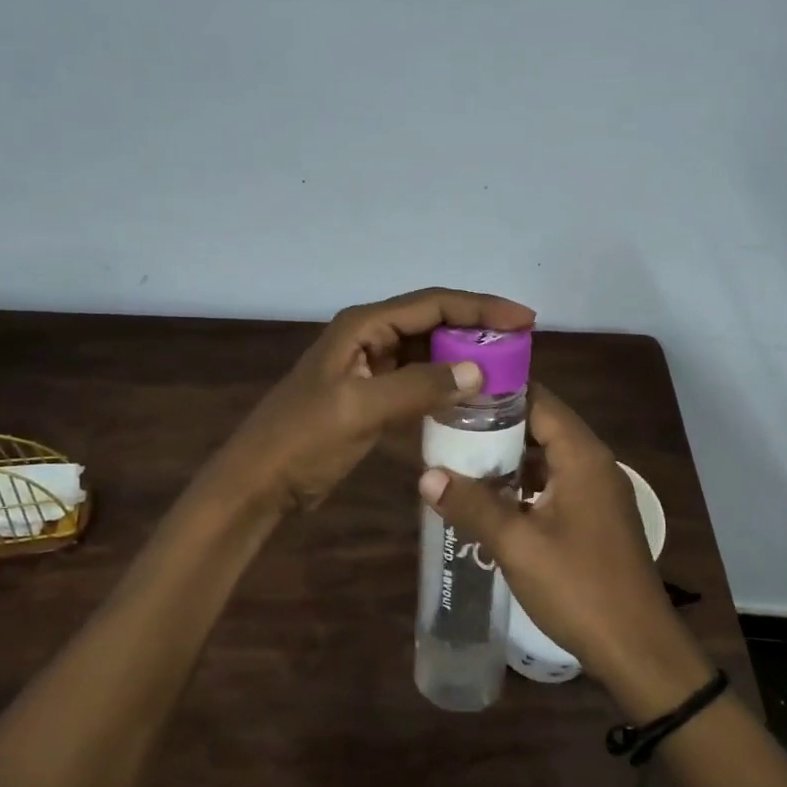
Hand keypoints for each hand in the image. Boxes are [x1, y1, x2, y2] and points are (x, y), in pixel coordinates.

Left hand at [223, 287, 535, 512]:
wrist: (260, 482)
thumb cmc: (303, 439)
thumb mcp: (360, 409)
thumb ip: (419, 386)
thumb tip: (479, 371)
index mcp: (364, 325)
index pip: (434, 304)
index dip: (482, 308)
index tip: (525, 319)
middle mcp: (369, 337)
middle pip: (434, 322)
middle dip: (477, 331)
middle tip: (522, 347)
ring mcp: (370, 367)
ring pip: (428, 352)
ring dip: (463, 359)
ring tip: (506, 371)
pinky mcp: (371, 396)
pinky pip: (418, 381)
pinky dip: (444, 386)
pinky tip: (471, 400)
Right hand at [417, 387, 712, 714]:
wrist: (636, 647)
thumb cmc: (578, 587)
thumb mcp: (517, 545)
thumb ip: (472, 505)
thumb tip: (425, 476)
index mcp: (582, 456)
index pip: (539, 400)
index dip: (498, 393)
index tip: (456, 392)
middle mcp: (595, 463)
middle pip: (542, 426)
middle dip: (497, 427)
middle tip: (448, 428)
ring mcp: (599, 492)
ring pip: (548, 457)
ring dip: (509, 458)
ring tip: (461, 460)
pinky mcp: (597, 517)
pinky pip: (556, 484)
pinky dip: (525, 484)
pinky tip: (492, 501)